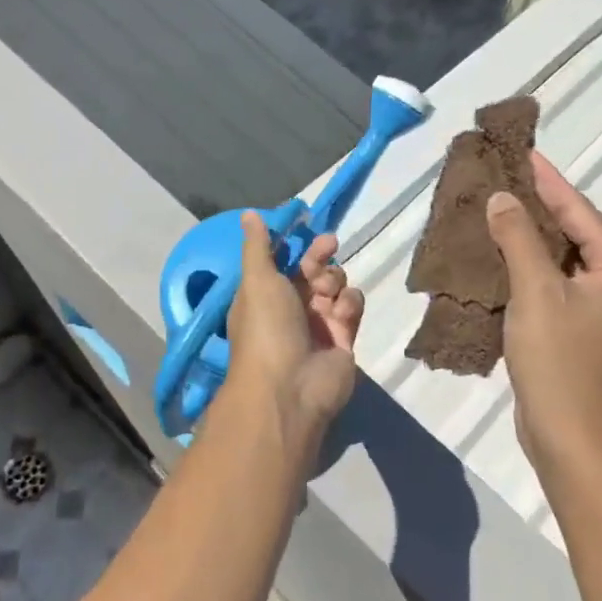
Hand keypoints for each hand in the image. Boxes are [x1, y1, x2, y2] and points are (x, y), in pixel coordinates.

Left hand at [226, 212, 364, 436]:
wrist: (291, 387)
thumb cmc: (266, 327)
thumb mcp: (257, 279)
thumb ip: (258, 246)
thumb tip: (249, 213)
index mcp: (264, 294)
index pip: (283, 261)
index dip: (295, 244)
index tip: (308, 226)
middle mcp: (290, 308)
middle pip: (312, 270)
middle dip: (319, 257)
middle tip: (328, 246)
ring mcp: (319, 323)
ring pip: (336, 285)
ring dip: (334, 281)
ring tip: (327, 295)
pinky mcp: (344, 338)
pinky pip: (352, 306)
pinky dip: (349, 305)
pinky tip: (341, 315)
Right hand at [486, 152, 601, 472]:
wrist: (575, 443)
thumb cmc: (562, 364)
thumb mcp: (536, 294)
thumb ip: (519, 240)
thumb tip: (503, 197)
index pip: (580, 211)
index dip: (548, 180)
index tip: (523, 151)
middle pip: (573, 232)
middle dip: (535, 206)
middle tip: (501, 175)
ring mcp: (601, 310)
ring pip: (559, 260)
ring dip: (526, 238)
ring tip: (492, 208)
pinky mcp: (579, 331)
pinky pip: (551, 285)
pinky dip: (525, 269)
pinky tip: (496, 256)